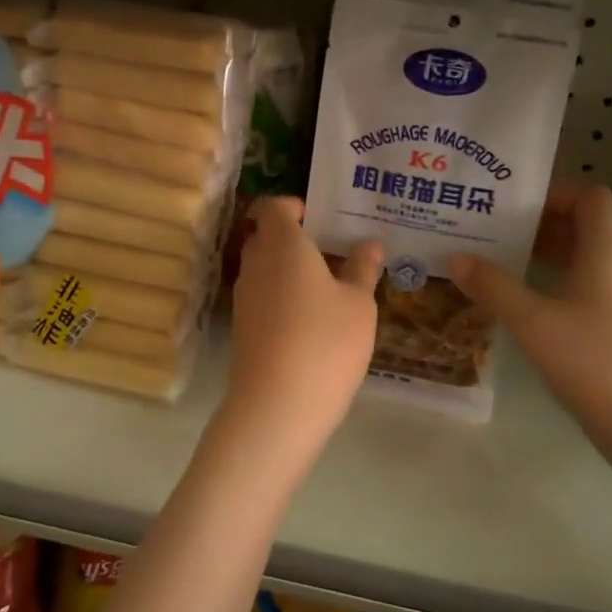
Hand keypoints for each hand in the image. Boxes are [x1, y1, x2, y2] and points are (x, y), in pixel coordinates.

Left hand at [226, 198, 381, 444]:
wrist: (277, 405)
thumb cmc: (326, 341)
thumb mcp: (358, 304)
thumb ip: (362, 269)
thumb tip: (369, 245)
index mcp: (283, 244)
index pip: (274, 207)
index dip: (295, 207)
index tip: (323, 220)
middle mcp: (256, 264)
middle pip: (267, 237)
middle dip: (296, 239)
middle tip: (333, 252)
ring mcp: (244, 297)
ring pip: (264, 269)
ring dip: (290, 271)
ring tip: (329, 288)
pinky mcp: (242, 327)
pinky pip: (262, 297)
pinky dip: (282, 298)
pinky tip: (312, 320)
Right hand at [448, 185, 611, 482]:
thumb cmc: (595, 365)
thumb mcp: (533, 324)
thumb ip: (493, 287)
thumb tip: (456, 258)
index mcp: (609, 254)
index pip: (591, 198)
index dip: (555, 192)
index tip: (514, 205)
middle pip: (588, 228)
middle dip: (541, 227)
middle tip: (495, 234)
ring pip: (591, 262)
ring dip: (551, 258)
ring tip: (505, 268)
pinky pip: (597, 290)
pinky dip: (565, 287)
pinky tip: (535, 312)